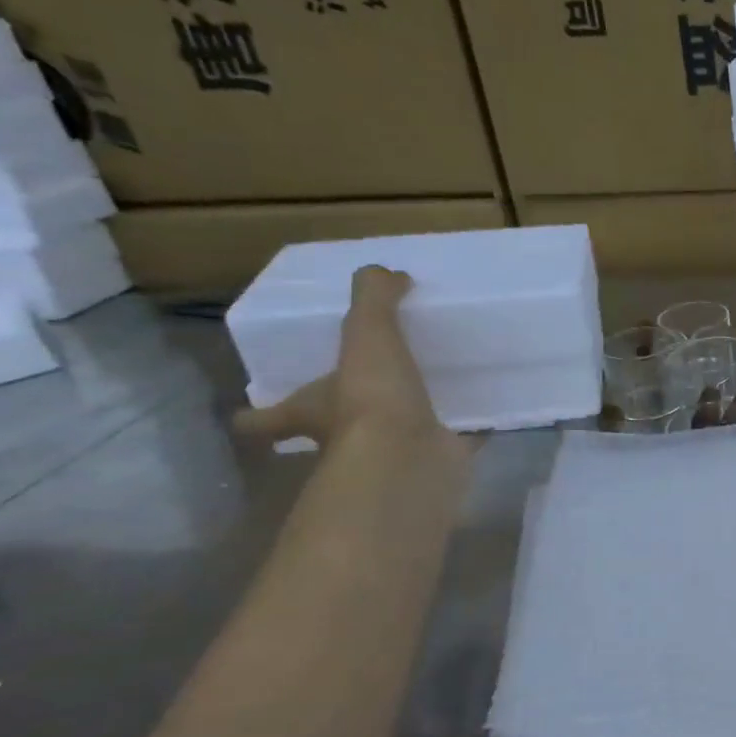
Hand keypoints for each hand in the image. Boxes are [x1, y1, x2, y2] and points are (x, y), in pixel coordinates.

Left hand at [233, 266, 455, 453]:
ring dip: (407, 421)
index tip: (252, 414)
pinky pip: (452, 443)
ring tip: (435, 392)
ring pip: (393, 438)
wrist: (412, 456)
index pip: (266, 419)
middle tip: (365, 393)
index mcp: (313, 410)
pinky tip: (483, 414)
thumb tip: (387, 274)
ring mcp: (392, 456)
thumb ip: (373, 300)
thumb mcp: (367, 334)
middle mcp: (344, 440)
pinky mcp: (435, 463)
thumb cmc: (372, 398)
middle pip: (330, 431)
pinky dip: (465, 432)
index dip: (257, 417)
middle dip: (342, 417)